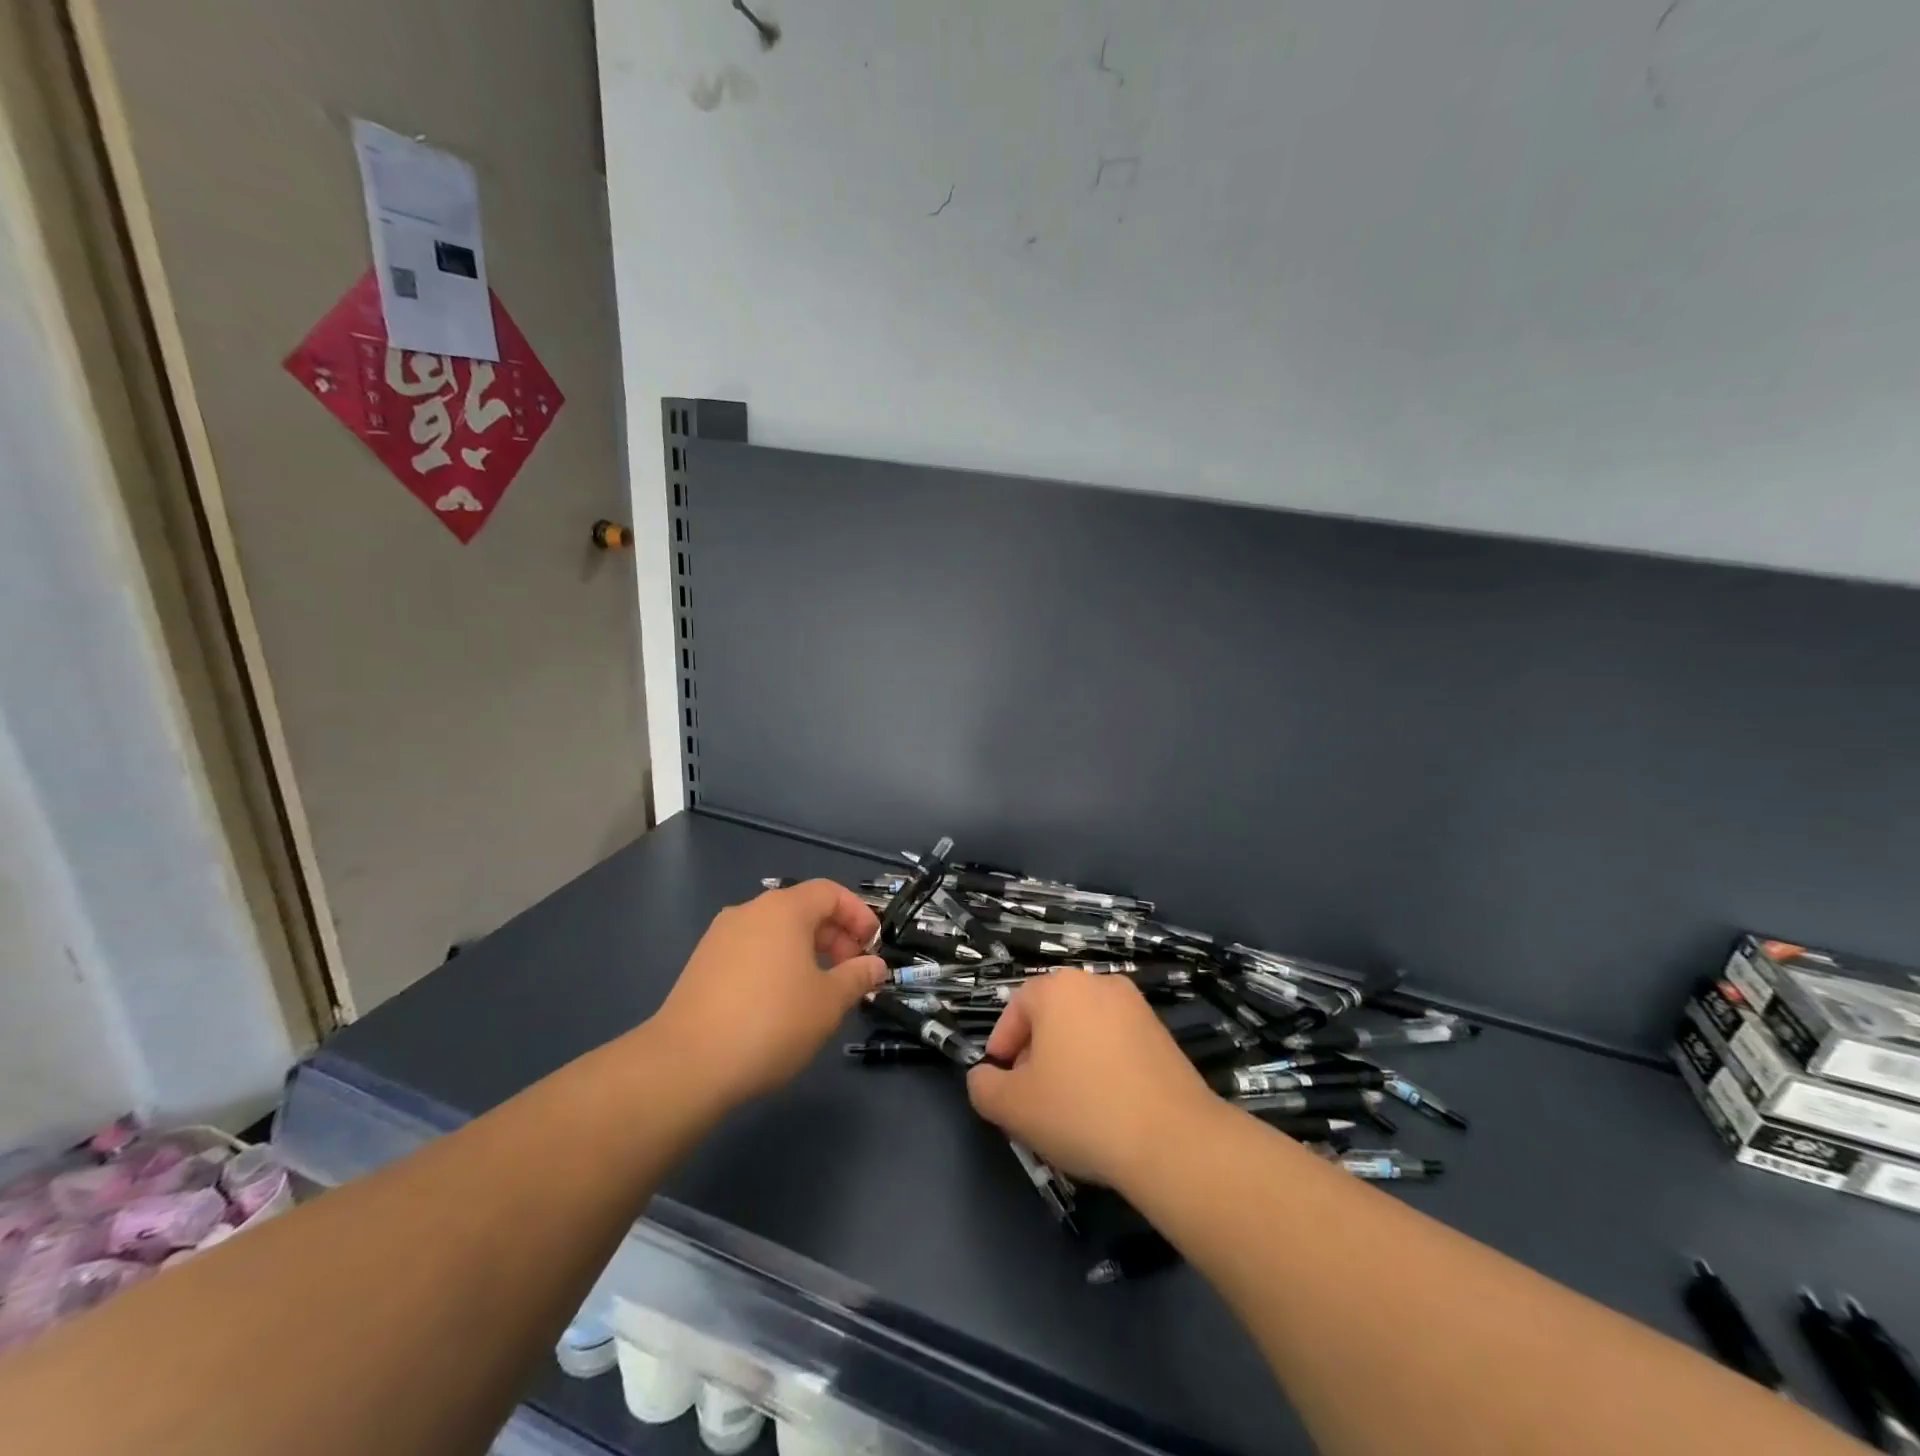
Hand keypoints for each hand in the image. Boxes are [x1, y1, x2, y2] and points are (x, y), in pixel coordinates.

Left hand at [649, 880, 886, 1111]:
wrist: (686, 1064)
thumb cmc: (771, 1022)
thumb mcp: (828, 1002)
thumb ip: (856, 977)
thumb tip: (874, 965)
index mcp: (784, 909)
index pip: (830, 892)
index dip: (857, 914)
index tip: (872, 945)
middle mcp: (749, 911)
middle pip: (801, 909)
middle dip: (833, 935)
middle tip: (850, 971)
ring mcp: (720, 937)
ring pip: (775, 932)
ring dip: (805, 951)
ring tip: (819, 990)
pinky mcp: (701, 964)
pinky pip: (751, 951)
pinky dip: (775, 963)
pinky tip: (780, 1002)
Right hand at [965, 970, 1219, 1190]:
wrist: (1173, 1139)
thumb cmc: (1081, 1111)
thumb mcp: (1013, 1107)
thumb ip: (984, 1087)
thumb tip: (983, 1077)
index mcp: (1058, 988)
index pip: (1017, 1008)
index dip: (1002, 1045)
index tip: (1001, 1081)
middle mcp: (1097, 984)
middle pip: (1052, 1015)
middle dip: (1036, 1053)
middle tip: (1031, 1096)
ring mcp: (1135, 1007)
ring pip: (1085, 1029)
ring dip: (1070, 1059)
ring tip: (1069, 1106)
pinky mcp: (1163, 1034)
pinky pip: (1117, 1043)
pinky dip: (1103, 1066)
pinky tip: (1106, 1107)